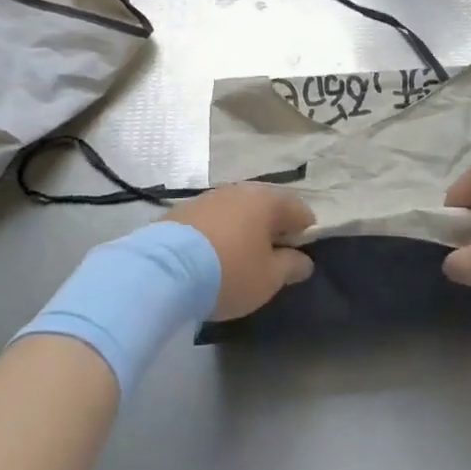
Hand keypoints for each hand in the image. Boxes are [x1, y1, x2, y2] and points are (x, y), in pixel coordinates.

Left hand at [167, 185, 315, 320]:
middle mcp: (240, 190)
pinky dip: (219, 232)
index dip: (305, 232)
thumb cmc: (229, 273)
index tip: (298, 257)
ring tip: (239, 258)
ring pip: (238, 210)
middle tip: (270, 259)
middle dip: (273, 228)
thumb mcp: (269, 279)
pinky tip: (212, 255)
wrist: (164, 271)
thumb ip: (291, 266)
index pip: (300, 209)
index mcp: (267, 200)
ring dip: (244, 229)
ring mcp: (209, 197)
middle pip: (267, 206)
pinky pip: (214, 218)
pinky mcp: (184, 210)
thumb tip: (304, 260)